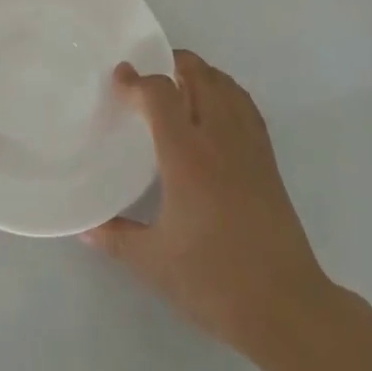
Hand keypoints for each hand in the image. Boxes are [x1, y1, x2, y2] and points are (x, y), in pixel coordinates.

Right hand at [83, 50, 335, 357]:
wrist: (286, 307)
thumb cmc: (214, 280)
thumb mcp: (153, 262)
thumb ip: (116, 238)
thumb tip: (84, 228)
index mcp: (186, 156)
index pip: (161, 94)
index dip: (137, 80)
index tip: (119, 78)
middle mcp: (219, 140)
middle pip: (201, 76)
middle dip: (173, 63)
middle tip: (149, 73)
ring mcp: (249, 148)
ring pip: (228, 87)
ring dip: (203, 74)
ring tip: (180, 83)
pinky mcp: (269, 163)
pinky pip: (247, 108)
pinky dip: (228, 94)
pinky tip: (217, 110)